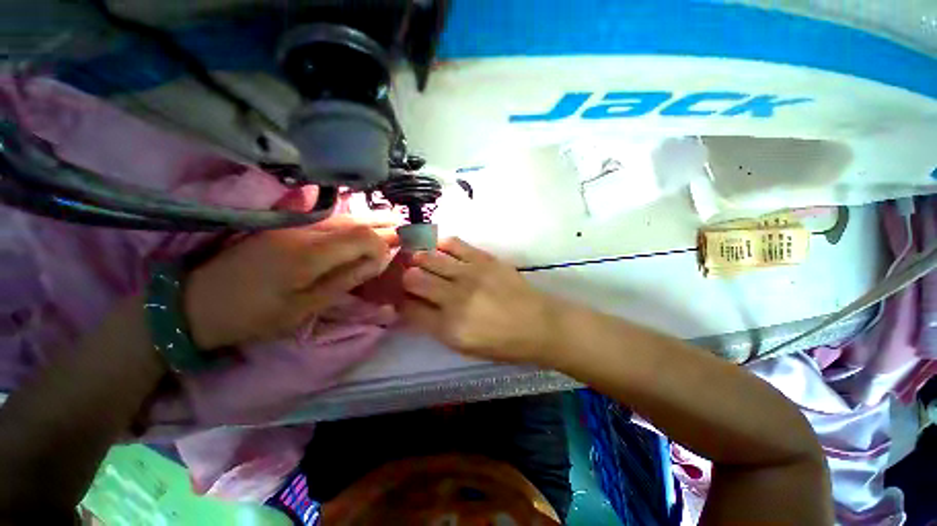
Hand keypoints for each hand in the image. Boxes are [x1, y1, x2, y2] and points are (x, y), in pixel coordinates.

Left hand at [184, 222, 390, 349]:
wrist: (197, 302)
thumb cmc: (254, 314)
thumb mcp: (304, 308)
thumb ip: (345, 280)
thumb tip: (377, 261)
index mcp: (310, 254)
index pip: (362, 237)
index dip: (382, 244)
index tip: (393, 256)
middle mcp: (305, 231)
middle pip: (355, 221)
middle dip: (383, 225)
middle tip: (406, 227)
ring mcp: (293, 226)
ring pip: (343, 218)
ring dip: (370, 220)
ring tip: (393, 220)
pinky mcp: (286, 227)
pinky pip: (328, 220)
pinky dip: (352, 221)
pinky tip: (364, 221)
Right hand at [401, 238, 554, 362]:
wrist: (538, 324)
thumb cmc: (502, 344)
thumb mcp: (464, 347)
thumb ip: (436, 326)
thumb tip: (414, 305)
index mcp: (448, 327)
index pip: (409, 308)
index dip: (400, 301)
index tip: (401, 297)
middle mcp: (454, 298)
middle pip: (413, 279)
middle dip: (405, 278)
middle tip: (409, 277)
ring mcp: (470, 274)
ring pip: (429, 258)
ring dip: (418, 259)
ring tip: (418, 259)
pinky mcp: (484, 259)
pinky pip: (454, 243)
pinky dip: (441, 243)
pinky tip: (438, 247)